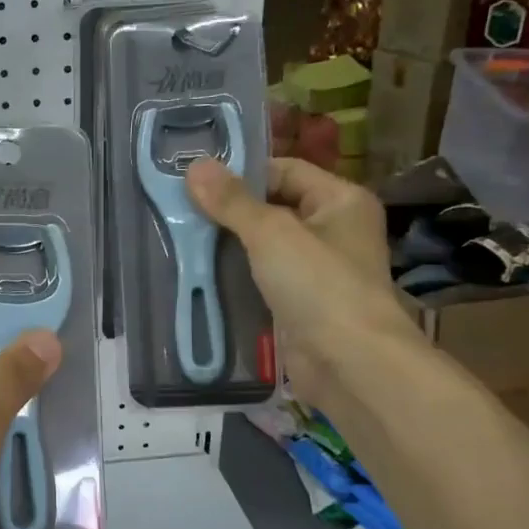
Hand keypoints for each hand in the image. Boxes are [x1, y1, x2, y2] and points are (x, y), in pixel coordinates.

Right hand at [188, 156, 411, 401]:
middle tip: (179, 209)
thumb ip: (232, 201)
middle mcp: (333, 230)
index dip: (242, 173)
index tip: (195, 179)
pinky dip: (235, 276)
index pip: (284, 170)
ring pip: (264, 246)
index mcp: (340, 200)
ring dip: (228, 245)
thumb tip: (195, 166)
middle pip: (272, 207)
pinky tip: (200, 273)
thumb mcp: (271, 233)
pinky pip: (262, 279)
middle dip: (228, 210)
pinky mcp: (299, 303)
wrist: (349, 363)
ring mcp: (317, 270)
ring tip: (181, 238)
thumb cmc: (319, 285)